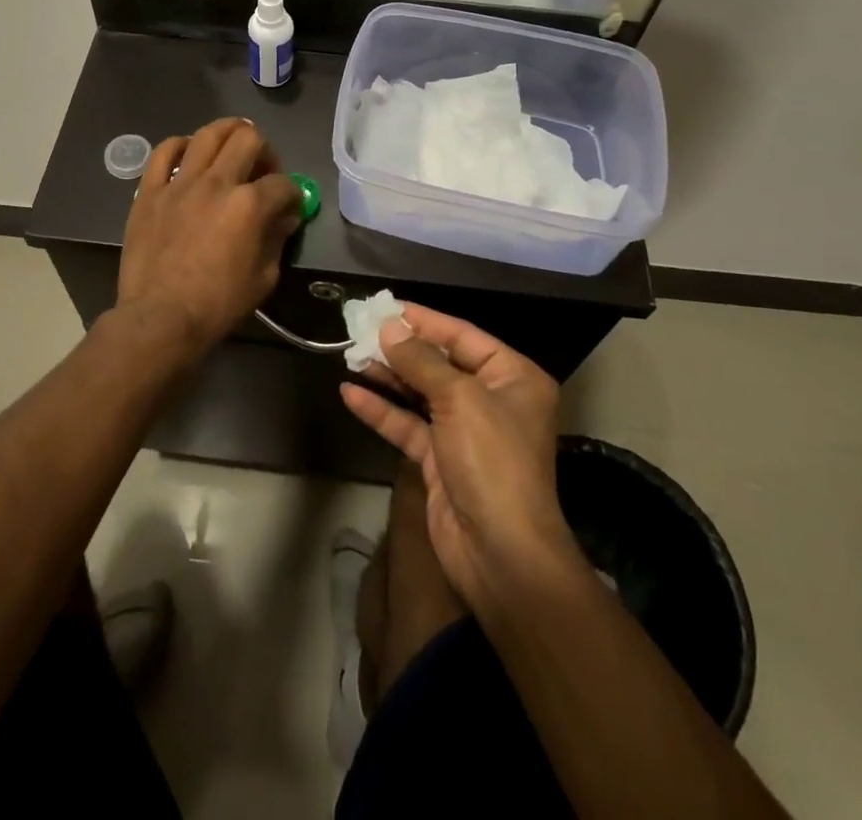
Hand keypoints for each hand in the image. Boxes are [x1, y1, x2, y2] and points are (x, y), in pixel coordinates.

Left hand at [117, 118, 303, 350]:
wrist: (160, 318)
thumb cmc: (218, 304)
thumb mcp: (264, 277)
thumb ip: (276, 239)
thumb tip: (283, 217)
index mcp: (249, 205)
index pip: (282, 183)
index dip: (293, 193)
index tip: (289, 206)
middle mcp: (217, 183)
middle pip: (248, 139)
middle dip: (264, 150)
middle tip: (262, 169)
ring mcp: (180, 183)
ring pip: (207, 134)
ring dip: (227, 132)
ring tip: (232, 144)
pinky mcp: (150, 191)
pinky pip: (163, 152)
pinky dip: (179, 146)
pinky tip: (188, 154)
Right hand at [341, 305, 575, 607]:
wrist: (501, 554)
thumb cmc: (492, 461)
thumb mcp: (459, 399)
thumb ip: (421, 360)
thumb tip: (389, 326)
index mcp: (512, 377)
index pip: (463, 335)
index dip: (424, 320)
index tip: (386, 307)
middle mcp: (491, 399)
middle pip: (439, 363)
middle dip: (400, 348)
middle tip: (360, 329)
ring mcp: (465, 431)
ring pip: (420, 393)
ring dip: (387, 376)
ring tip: (349, 356)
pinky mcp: (440, 460)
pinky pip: (408, 425)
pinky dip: (382, 410)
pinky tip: (350, 393)